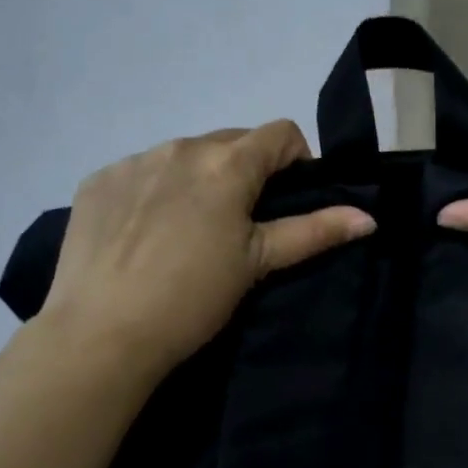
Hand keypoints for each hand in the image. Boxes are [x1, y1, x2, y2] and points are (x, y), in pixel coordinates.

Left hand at [40, 121, 373, 373]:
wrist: (100, 334)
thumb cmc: (192, 298)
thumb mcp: (257, 263)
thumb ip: (314, 231)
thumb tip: (369, 217)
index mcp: (226, 163)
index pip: (280, 133)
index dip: (295, 160)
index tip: (286, 199)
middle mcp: (180, 147)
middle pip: (231, 141)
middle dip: (245, 170)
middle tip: (238, 223)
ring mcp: (134, 160)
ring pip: (184, 155)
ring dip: (198, 178)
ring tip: (187, 230)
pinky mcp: (98, 180)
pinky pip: (141, 171)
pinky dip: (153, 190)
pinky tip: (143, 233)